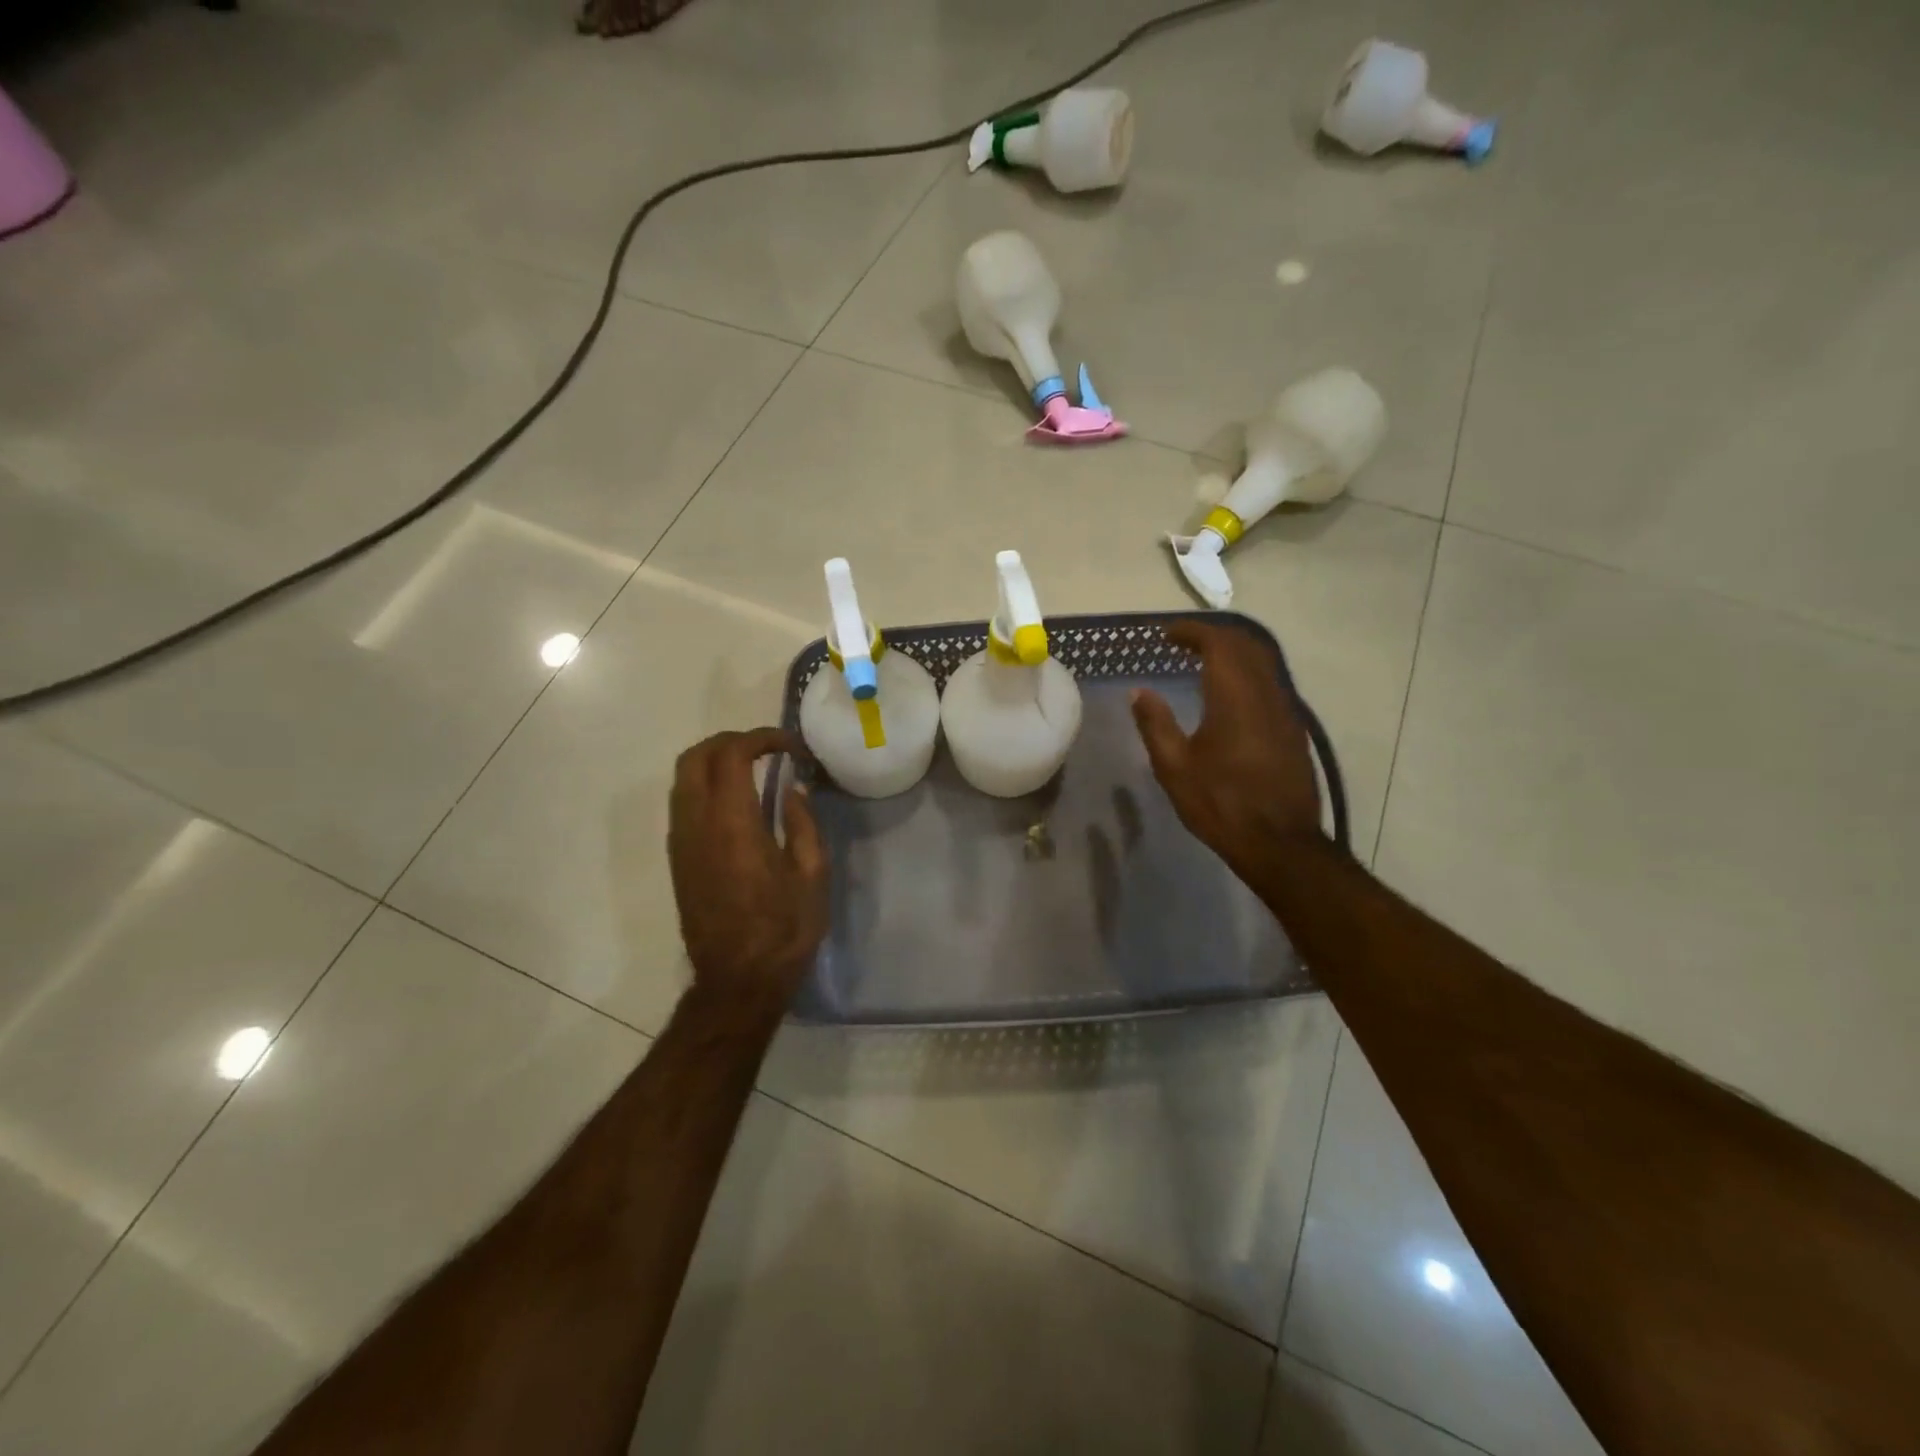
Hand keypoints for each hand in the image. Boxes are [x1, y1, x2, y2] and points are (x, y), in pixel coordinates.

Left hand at [668, 728, 827, 1009]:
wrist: (738, 980)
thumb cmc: (785, 928)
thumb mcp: (812, 873)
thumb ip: (803, 822)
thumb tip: (792, 790)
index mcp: (733, 824)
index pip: (732, 754)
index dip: (762, 738)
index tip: (791, 747)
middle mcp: (697, 824)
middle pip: (696, 757)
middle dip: (730, 741)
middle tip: (767, 749)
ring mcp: (681, 842)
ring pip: (682, 778)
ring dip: (714, 762)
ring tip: (753, 770)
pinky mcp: (677, 859)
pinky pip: (682, 803)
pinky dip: (705, 785)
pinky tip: (736, 803)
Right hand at [1131, 621, 1324, 867]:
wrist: (1280, 842)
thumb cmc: (1221, 803)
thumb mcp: (1175, 767)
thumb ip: (1155, 724)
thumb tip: (1138, 692)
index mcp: (1234, 696)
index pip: (1218, 643)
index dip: (1191, 632)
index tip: (1166, 635)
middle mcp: (1265, 693)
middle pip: (1245, 645)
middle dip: (1213, 636)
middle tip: (1182, 643)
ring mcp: (1285, 710)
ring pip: (1262, 663)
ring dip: (1233, 653)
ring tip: (1202, 663)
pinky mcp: (1294, 729)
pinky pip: (1270, 683)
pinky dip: (1247, 674)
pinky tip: (1228, 695)